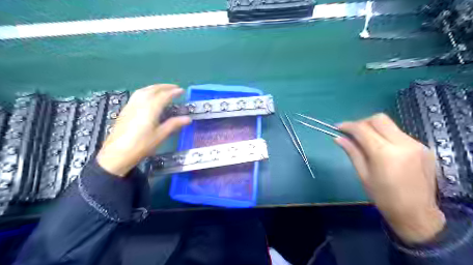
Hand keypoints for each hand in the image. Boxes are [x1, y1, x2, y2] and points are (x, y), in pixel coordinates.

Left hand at [97, 84, 190, 176]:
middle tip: (175, 87)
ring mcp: (131, 105)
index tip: (182, 91)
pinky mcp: (125, 110)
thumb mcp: (160, 135)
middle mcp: (140, 103)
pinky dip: (146, 91)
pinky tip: (148, 97)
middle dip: (165, 86)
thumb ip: (174, 124)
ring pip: (143, 90)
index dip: (174, 92)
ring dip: (155, 87)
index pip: (164, 96)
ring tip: (163, 89)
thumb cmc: (141, 145)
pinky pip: (137, 95)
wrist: (117, 154)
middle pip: (153, 89)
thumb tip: (188, 119)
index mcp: (150, 109)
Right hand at [334, 113, 445, 242]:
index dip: (348, 126)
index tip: (338, 127)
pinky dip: (386, 136)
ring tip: (366, 141)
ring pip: (390, 125)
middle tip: (353, 133)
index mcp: (385, 153)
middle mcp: (403, 143)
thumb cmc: (383, 197)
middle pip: (379, 119)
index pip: (363, 129)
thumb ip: (352, 152)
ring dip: (375, 129)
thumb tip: (338, 138)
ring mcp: (416, 144)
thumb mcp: (363, 174)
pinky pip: (400, 134)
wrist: (416, 213)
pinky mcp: (424, 148)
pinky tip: (382, 149)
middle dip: (362, 122)